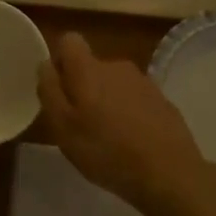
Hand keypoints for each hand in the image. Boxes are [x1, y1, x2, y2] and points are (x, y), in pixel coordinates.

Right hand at [37, 32, 212, 212]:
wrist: (170, 174)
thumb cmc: (107, 151)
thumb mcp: (63, 128)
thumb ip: (49, 91)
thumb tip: (46, 65)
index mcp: (89, 69)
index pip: (69, 41)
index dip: (60, 61)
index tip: (59, 91)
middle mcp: (117, 66)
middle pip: (92, 66)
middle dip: (83, 88)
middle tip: (81, 124)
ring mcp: (144, 82)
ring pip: (115, 84)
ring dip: (107, 102)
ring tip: (108, 138)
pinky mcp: (163, 101)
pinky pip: (136, 100)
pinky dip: (130, 114)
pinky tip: (132, 143)